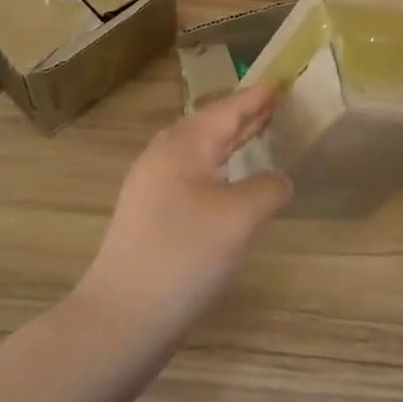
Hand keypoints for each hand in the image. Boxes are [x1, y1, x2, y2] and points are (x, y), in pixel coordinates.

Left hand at [74, 84, 292, 337]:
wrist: (122, 317)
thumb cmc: (184, 255)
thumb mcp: (240, 218)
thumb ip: (267, 189)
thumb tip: (279, 181)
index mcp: (183, 146)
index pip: (226, 110)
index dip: (255, 98)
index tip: (280, 83)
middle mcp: (162, 158)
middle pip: (208, 126)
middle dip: (241, 116)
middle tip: (273, 106)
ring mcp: (151, 188)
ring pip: (198, 153)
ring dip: (228, 143)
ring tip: (255, 137)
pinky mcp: (149, 217)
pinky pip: (191, 176)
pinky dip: (217, 169)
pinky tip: (228, 186)